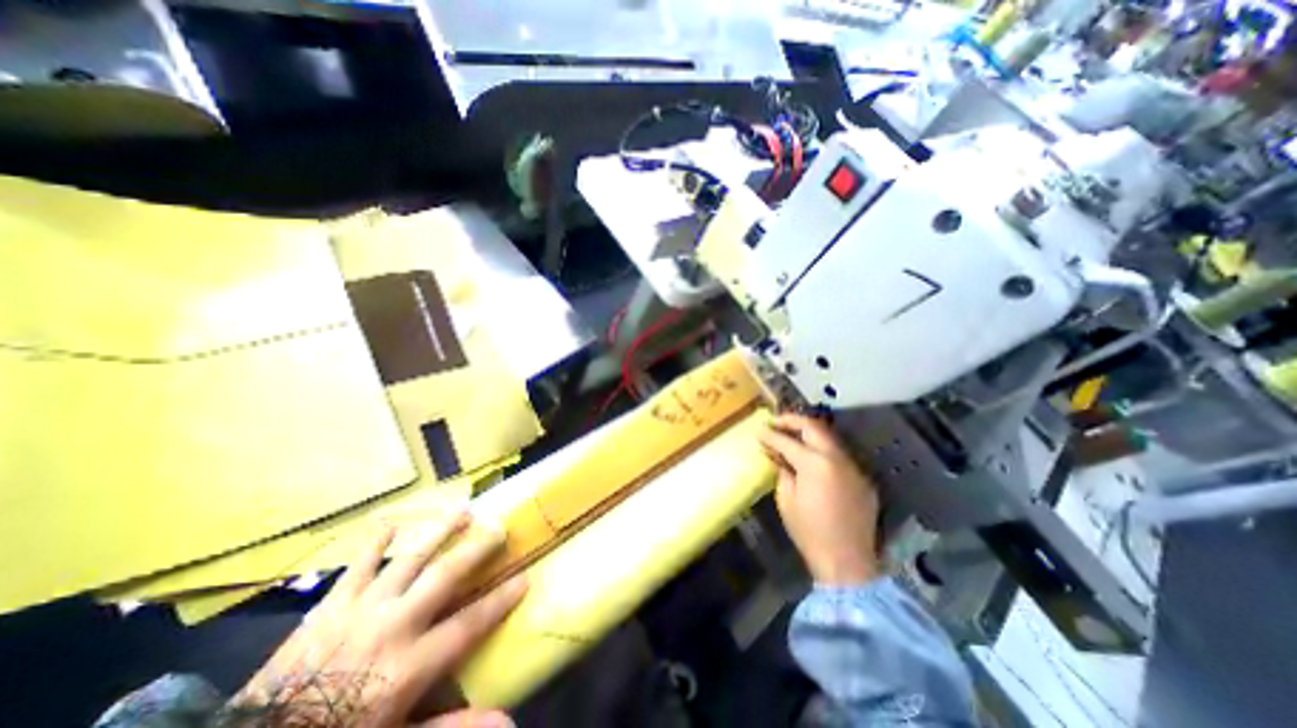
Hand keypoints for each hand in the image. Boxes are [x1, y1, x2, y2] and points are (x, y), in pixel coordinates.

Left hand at [236, 512, 525, 727]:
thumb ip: (451, 726)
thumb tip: (508, 720)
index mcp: (409, 665)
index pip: (470, 624)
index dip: (501, 600)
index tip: (525, 578)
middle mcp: (394, 625)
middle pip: (445, 576)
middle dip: (476, 549)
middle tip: (499, 526)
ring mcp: (362, 609)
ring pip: (410, 559)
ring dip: (439, 532)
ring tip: (462, 510)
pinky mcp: (330, 605)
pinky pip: (358, 566)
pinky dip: (376, 543)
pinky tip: (389, 523)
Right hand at [762, 412, 880, 588]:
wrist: (847, 562)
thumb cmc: (809, 531)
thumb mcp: (786, 499)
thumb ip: (783, 471)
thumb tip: (779, 456)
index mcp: (815, 463)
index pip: (787, 440)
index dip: (770, 434)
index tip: (759, 430)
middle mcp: (837, 458)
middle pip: (813, 427)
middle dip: (792, 421)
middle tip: (776, 422)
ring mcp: (853, 468)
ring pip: (829, 439)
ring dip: (809, 434)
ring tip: (792, 436)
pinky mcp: (862, 479)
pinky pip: (840, 457)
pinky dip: (823, 452)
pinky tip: (812, 461)